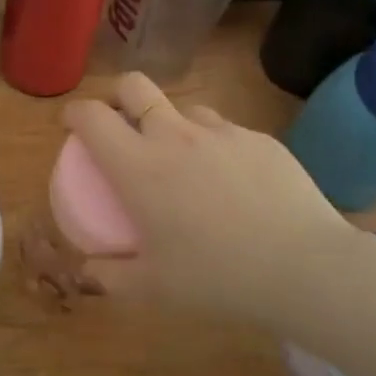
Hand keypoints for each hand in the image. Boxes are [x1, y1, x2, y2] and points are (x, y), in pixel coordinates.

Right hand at [61, 74, 354, 319]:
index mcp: (138, 165)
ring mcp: (221, 133)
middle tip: (118, 122)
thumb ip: (111, 276)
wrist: (305, 269)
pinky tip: (231, 182)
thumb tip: (87, 270)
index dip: (73, 113)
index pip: (92, 117)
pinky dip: (214, 146)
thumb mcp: (154, 288)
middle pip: (134, 86)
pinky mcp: (260, 140)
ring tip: (180, 158)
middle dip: (117, 95)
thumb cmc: (217, 277)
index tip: (70, 125)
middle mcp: (174, 136)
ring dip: (170, 122)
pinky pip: (225, 131)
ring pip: (183, 108)